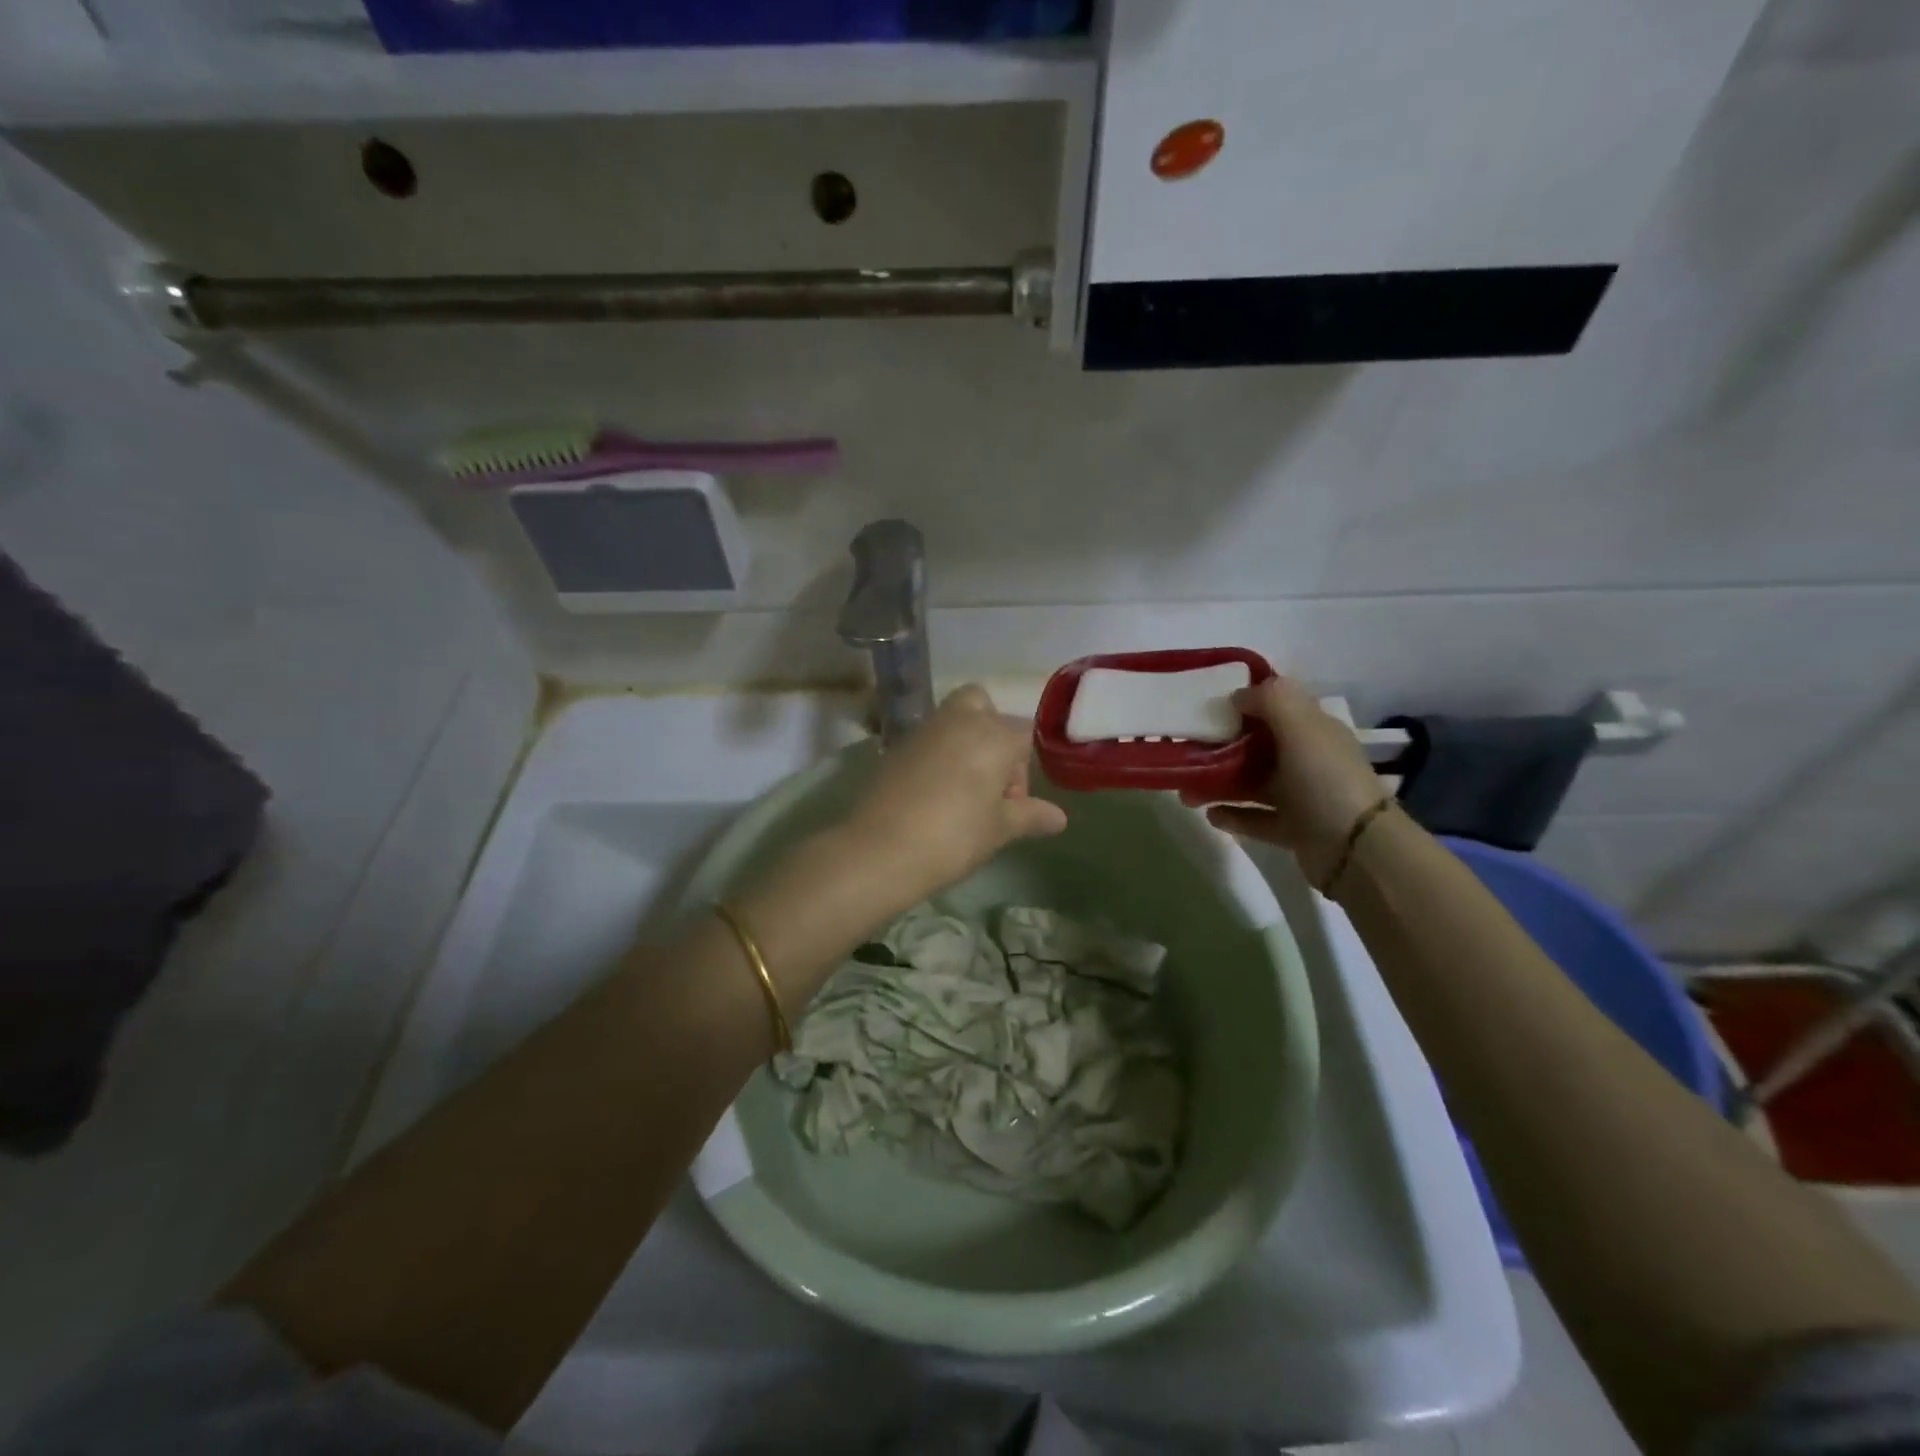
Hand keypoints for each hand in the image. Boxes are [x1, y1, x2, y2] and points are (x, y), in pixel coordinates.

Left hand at [842, 685, 1067, 910]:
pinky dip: (937, 756)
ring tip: (963, 792)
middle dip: (992, 734)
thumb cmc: (954, 837)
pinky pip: (928, 740)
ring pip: (953, 719)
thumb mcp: (1000, 829)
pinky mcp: (896, 747)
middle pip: (983, 706)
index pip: (1024, 735)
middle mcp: (959, 721)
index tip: (1013, 804)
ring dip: (964, 743)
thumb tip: (1059, 818)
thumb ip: (1030, 815)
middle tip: (990, 781)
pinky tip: (933, 795)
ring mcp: (924, 731)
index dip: (1024, 770)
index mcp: (993, 735)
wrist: (881, 850)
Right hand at [1183, 676, 1386, 886]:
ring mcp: (1302, 797)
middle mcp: (1309, 760)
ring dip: (1218, 785)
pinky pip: (1256, 818)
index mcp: (1315, 731)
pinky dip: (1232, 816)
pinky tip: (1209, 815)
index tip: (1207, 708)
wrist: (1356, 850)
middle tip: (1186, 754)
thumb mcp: (1301, 726)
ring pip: (1252, 784)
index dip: (1245, 704)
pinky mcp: (1294, 830)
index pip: (1278, 708)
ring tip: (1186, 793)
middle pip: (1258, 747)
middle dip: (1221, 748)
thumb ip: (1270, 700)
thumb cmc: (1325, 780)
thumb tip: (1238, 695)